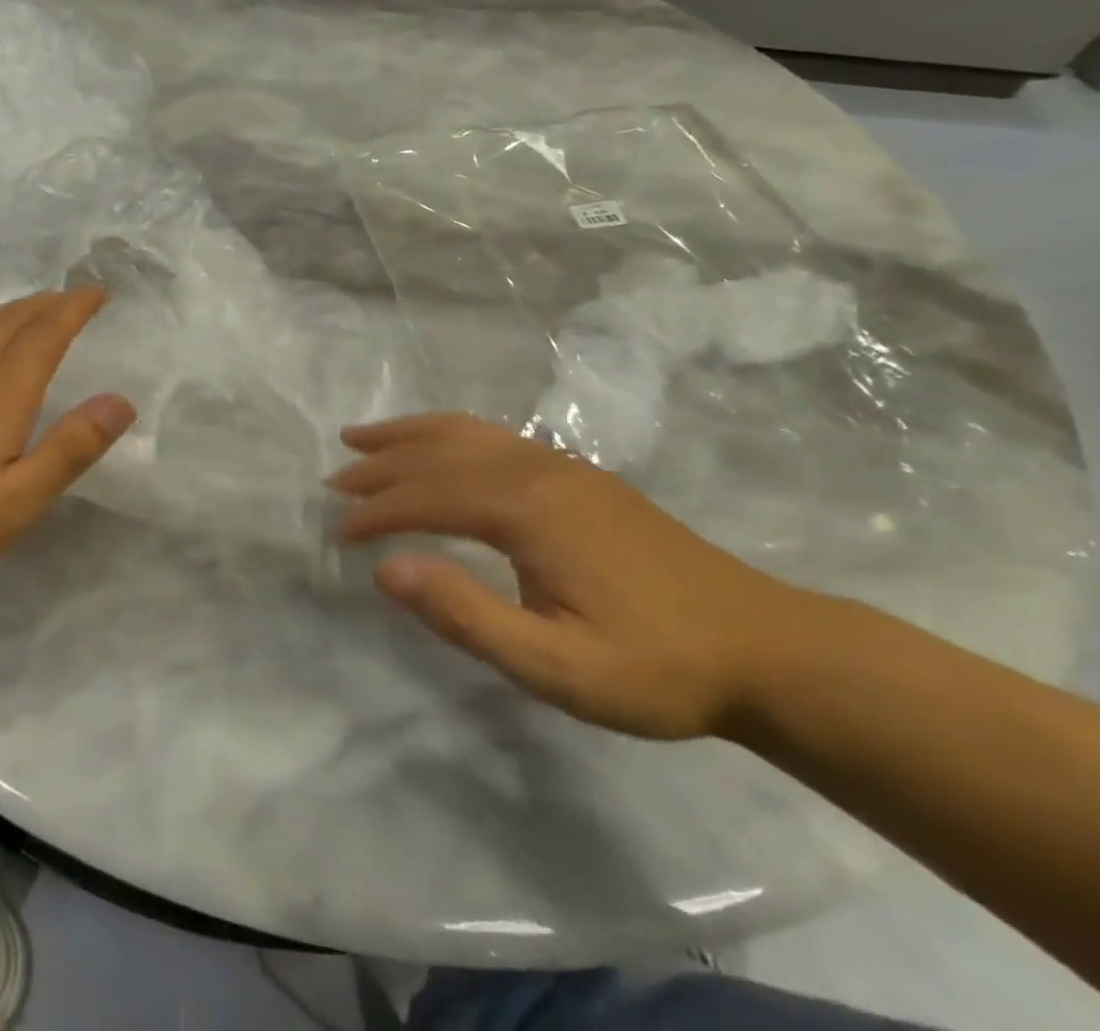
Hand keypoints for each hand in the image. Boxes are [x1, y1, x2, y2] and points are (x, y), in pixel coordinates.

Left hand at [0, 288, 134, 600]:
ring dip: (13, 310)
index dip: (74, 309)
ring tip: (33, 307)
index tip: (98, 292)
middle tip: (75, 295)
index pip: (45, 335)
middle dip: (48, 304)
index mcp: (0, 395)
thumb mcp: (15, 504)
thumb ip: (69, 450)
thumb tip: (120, 401)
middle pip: (12, 323)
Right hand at [329, 414, 810, 739]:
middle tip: (333, 482)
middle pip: (438, 454)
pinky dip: (446, 432)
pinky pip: (492, 436)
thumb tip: (387, 569)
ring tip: (361, 437)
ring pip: (464, 432)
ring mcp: (560, 465)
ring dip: (407, 435)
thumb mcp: (558, 667)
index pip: (427, 496)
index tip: (340, 534)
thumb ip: (467, 617)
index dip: (376, 512)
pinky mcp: (576, 475)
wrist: (766, 648)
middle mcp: (537, 470)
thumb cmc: (657, 666)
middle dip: (380, 466)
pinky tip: (437, 444)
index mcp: (527, 509)